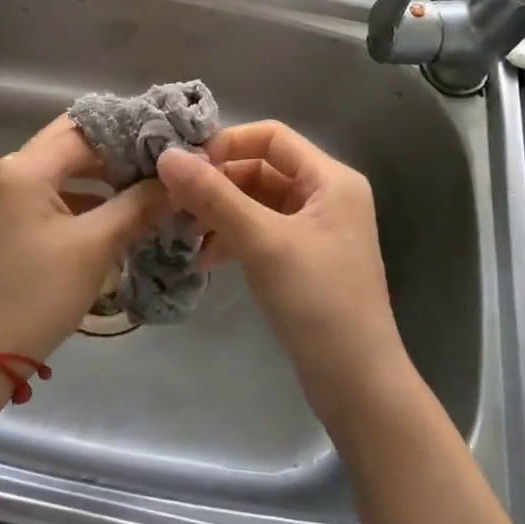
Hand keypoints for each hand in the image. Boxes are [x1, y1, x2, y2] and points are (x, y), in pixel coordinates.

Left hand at [0, 115, 169, 366]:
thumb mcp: (95, 246)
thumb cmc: (40, 292)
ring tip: (146, 180)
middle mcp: (10, 169)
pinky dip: (84, 193)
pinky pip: (52, 189)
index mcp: (24, 168)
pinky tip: (118, 207)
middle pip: (70, 142)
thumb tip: (177, 182)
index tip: (167, 140)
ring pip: (62, 165)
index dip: (128, 134)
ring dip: (101, 171)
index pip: (84, 132)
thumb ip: (138, 206)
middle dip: (114, 148)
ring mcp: (7, 192)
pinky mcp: (10, 215)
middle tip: (159, 157)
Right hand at [156, 122, 407, 417]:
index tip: (186, 168)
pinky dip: (232, 238)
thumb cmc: (317, 301)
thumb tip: (166, 155)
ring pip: (255, 202)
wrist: (358, 386)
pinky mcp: (302, 260)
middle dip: (217, 184)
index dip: (226, 144)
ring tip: (185, 234)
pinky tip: (207, 259)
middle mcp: (326, 196)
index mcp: (330, 179)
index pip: (270, 137)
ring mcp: (315, 230)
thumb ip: (213, 196)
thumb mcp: (262, 242)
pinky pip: (260, 231)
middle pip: (260, 169)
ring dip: (219, 213)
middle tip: (175, 204)